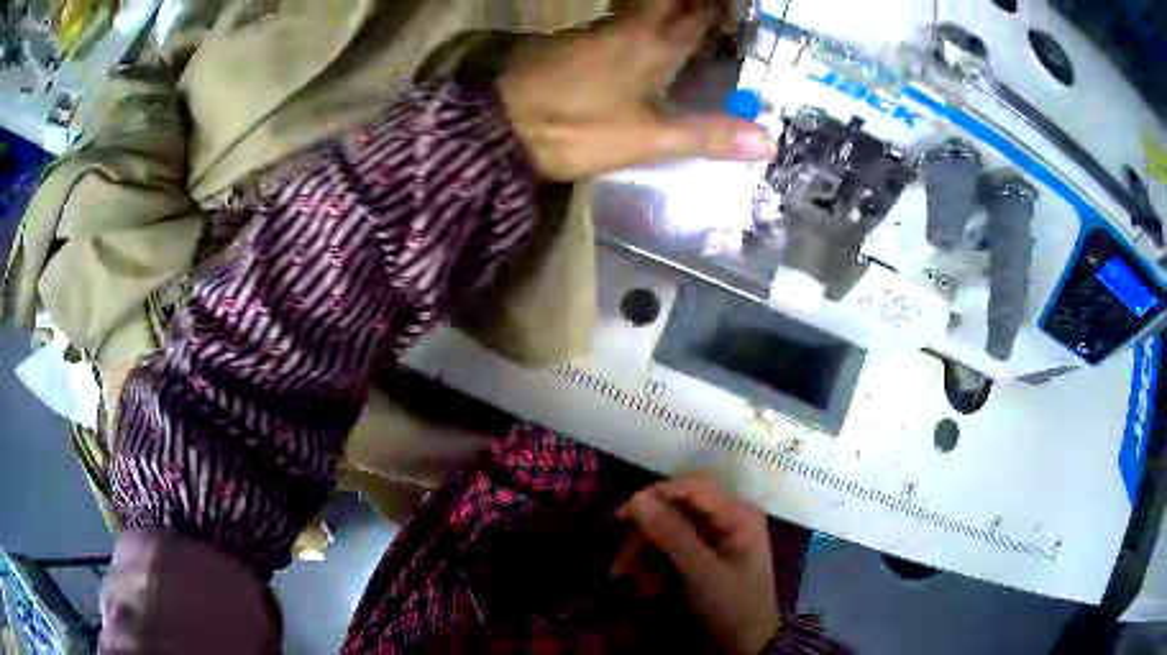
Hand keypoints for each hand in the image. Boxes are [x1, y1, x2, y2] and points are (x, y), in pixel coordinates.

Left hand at [497, 0, 775, 181]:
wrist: (502, 124)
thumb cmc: (579, 129)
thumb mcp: (649, 140)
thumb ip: (708, 136)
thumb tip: (768, 141)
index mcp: (655, 46)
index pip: (699, 16)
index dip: (719, 9)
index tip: (737, 7)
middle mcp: (630, 28)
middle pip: (670, 2)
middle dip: (694, 2)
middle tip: (715, 9)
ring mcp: (598, 31)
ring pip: (642, 6)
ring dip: (668, 5)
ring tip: (689, 11)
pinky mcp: (574, 41)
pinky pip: (620, 18)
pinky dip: (641, 16)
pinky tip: (643, 27)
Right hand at [618, 474, 780, 654]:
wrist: (746, 644)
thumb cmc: (733, 606)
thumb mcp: (703, 573)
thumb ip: (673, 534)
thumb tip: (638, 498)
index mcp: (737, 513)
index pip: (691, 487)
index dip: (654, 496)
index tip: (621, 517)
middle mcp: (727, 516)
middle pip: (675, 509)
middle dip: (646, 536)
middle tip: (622, 567)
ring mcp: (715, 535)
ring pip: (667, 530)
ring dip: (646, 555)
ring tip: (635, 585)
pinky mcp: (703, 552)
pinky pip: (669, 548)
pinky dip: (654, 565)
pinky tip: (647, 588)